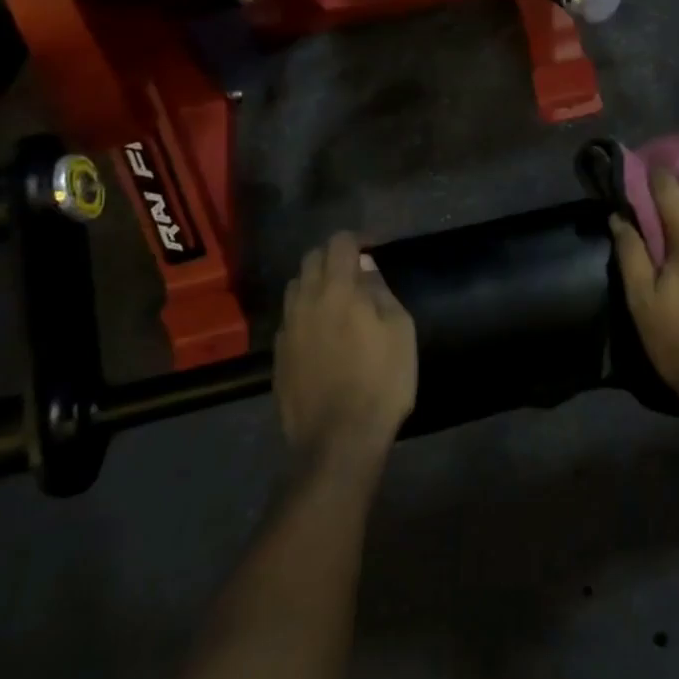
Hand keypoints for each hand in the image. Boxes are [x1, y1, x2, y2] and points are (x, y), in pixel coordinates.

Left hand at [274, 231, 416, 468]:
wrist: (338, 439)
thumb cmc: (381, 381)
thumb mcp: (400, 331)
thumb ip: (381, 293)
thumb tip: (367, 270)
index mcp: (337, 290)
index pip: (339, 243)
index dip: (358, 239)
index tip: (375, 249)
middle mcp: (305, 302)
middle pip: (311, 260)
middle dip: (334, 256)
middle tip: (357, 271)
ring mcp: (286, 330)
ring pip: (295, 287)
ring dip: (315, 282)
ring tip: (338, 299)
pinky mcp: (278, 356)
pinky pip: (290, 319)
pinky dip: (306, 313)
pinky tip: (323, 333)